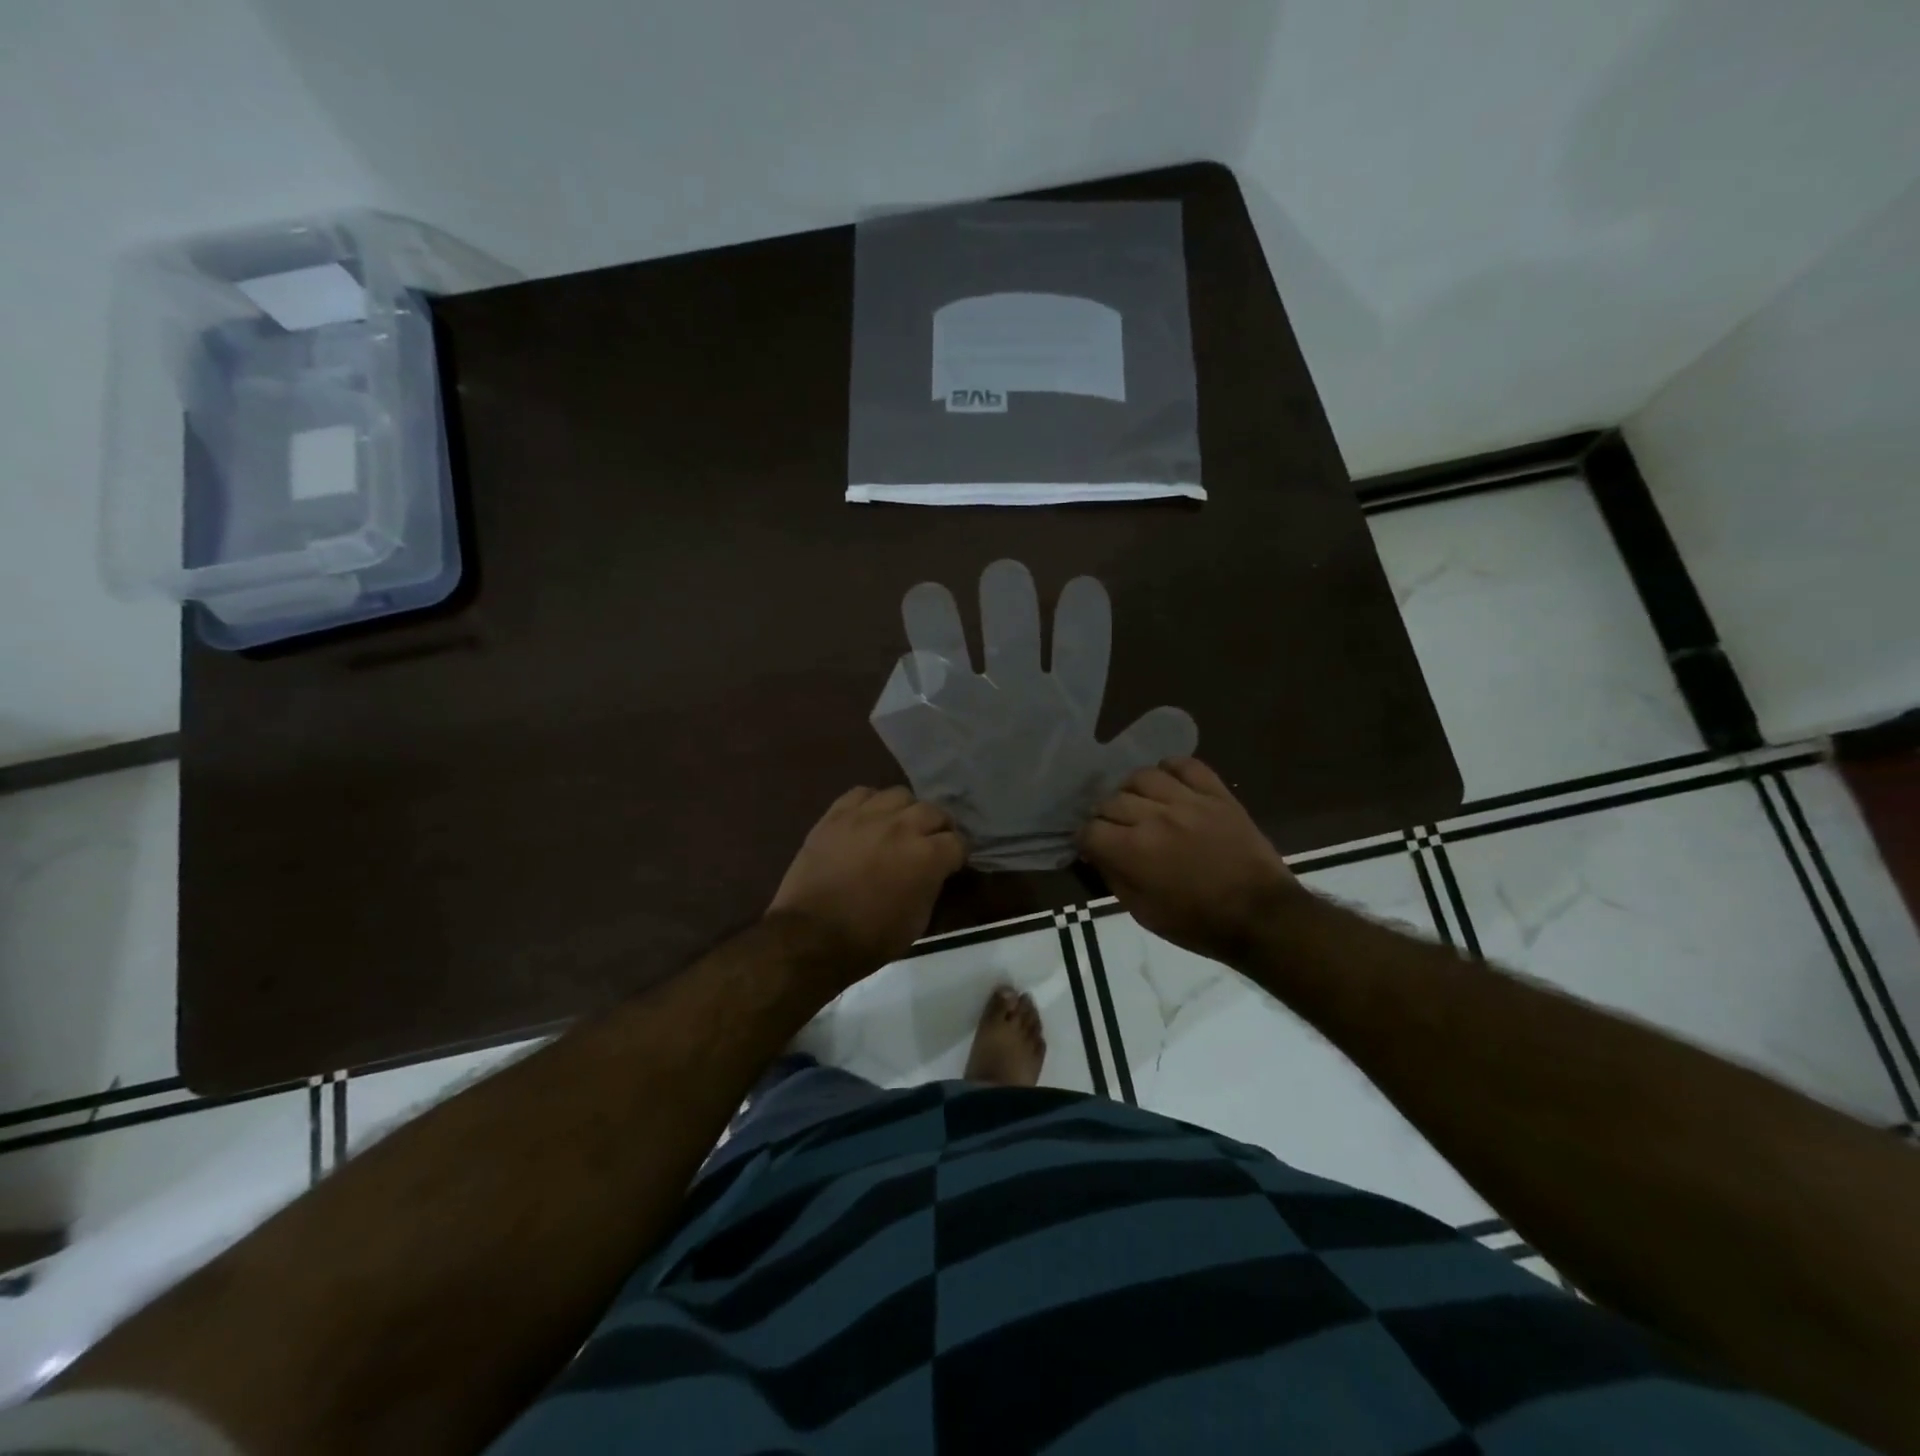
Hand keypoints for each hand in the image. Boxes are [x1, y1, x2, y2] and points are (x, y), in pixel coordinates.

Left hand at [769, 786, 967, 976]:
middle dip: (938, 827)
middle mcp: (902, 827)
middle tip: (930, 843)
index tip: (953, 864)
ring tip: (899, 826)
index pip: (958, 842)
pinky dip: (871, 803)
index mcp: (928, 856)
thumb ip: (932, 886)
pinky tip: (869, 819)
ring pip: (900, 795)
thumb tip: (935, 873)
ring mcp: (867, 816)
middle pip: (933, 811)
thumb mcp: (918, 921)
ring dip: (906, 811)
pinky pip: (862, 793)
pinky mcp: (836, 815)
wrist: (811, 936)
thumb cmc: (870, 939)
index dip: (958, 854)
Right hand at [1077, 757, 1297, 964]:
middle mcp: (1155, 817)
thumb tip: (1096, 854)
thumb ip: (1114, 878)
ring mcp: (1188, 801)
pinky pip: (1186, 765)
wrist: (1261, 917)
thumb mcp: (1143, 913)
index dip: (1086, 840)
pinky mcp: (1217, 794)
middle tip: (1116, 831)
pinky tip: (1168, 784)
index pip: (1090, 829)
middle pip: (1111, 800)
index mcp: (1134, 851)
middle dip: (1106, 817)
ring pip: (1143, 776)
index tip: (1092, 848)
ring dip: (1133, 791)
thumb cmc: (1198, 924)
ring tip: (1140, 804)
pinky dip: (1171, 769)